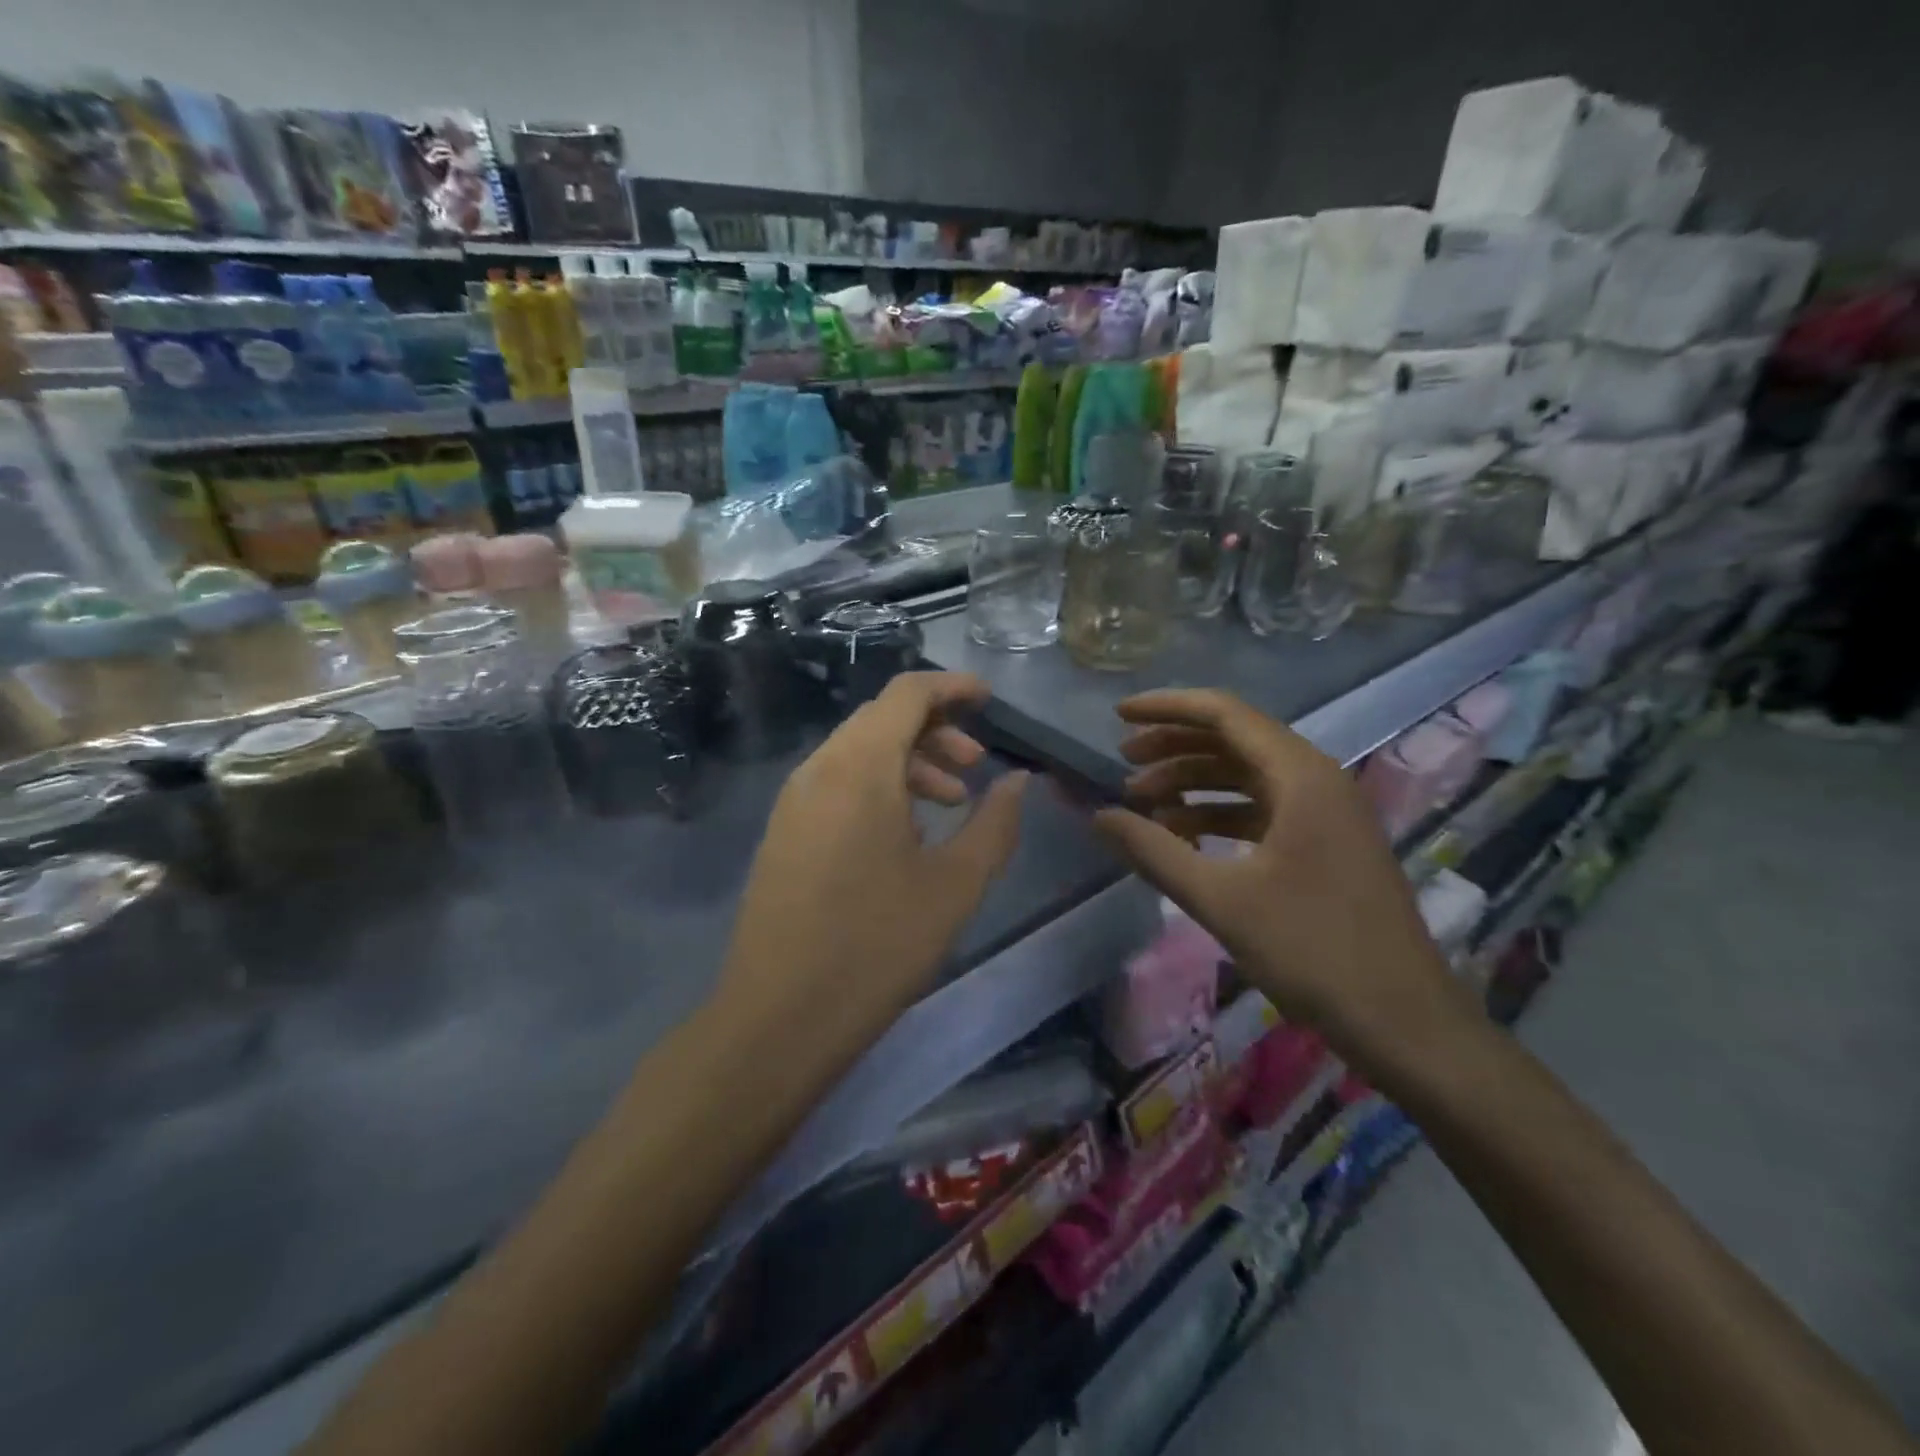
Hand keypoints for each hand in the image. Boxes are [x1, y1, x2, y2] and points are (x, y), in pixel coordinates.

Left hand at [716, 672, 1028, 1045]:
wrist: (778, 1018)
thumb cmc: (876, 946)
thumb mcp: (955, 885)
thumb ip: (995, 823)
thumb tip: (1018, 782)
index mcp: (859, 767)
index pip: (906, 693)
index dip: (952, 687)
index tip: (990, 701)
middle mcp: (818, 769)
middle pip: (881, 719)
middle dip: (935, 730)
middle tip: (976, 768)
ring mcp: (793, 801)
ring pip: (857, 752)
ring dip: (908, 762)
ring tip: (949, 804)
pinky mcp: (782, 833)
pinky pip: (836, 784)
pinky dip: (877, 787)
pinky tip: (904, 835)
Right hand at [1091, 689, 1462, 1062]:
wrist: (1404, 1022)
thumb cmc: (1312, 951)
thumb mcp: (1220, 899)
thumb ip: (1153, 850)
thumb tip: (1098, 815)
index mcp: (1301, 775)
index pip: (1223, 713)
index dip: (1166, 708)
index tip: (1117, 716)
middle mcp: (1317, 779)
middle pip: (1234, 739)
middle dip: (1174, 747)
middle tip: (1123, 765)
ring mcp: (1326, 812)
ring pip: (1247, 776)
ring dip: (1193, 783)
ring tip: (1143, 805)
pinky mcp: (1326, 843)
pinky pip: (1262, 809)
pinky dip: (1219, 813)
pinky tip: (1184, 837)